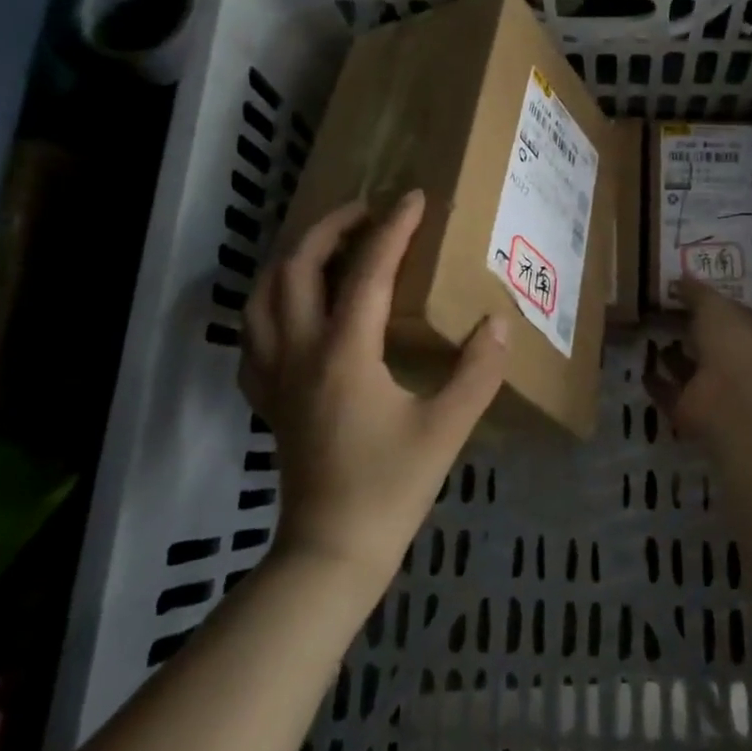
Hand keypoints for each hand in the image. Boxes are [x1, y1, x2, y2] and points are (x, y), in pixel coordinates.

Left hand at [240, 191, 508, 589]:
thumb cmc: (390, 489)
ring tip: (325, 248)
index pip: (368, 271)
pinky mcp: (267, 399)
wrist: (331, 553)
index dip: (393, 229)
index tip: (414, 197)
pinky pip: (254, 337)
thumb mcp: (446, 430)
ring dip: (292, 259)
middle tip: (364, 212)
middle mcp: (300, 351)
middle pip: (297, 267)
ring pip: (263, 296)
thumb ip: (476, 372)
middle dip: (330, 228)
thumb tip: (497, 321)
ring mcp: (275, 375)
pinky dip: (269, 308)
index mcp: (344, 353)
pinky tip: (294, 312)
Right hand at [644, 278, 751, 437]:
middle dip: (685, 327)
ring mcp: (710, 386)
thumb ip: (696, 292)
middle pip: (704, 339)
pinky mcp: (688, 409)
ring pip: (686, 367)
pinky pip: (668, 392)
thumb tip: (680, 277)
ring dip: (670, 355)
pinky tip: (640, 367)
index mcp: (744, 331)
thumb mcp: (714, 306)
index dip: (703, 300)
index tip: (676, 287)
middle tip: (654, 309)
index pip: (723, 312)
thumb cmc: (732, 344)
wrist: (733, 402)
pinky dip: (656, 382)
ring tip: (644, 335)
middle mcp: (729, 358)